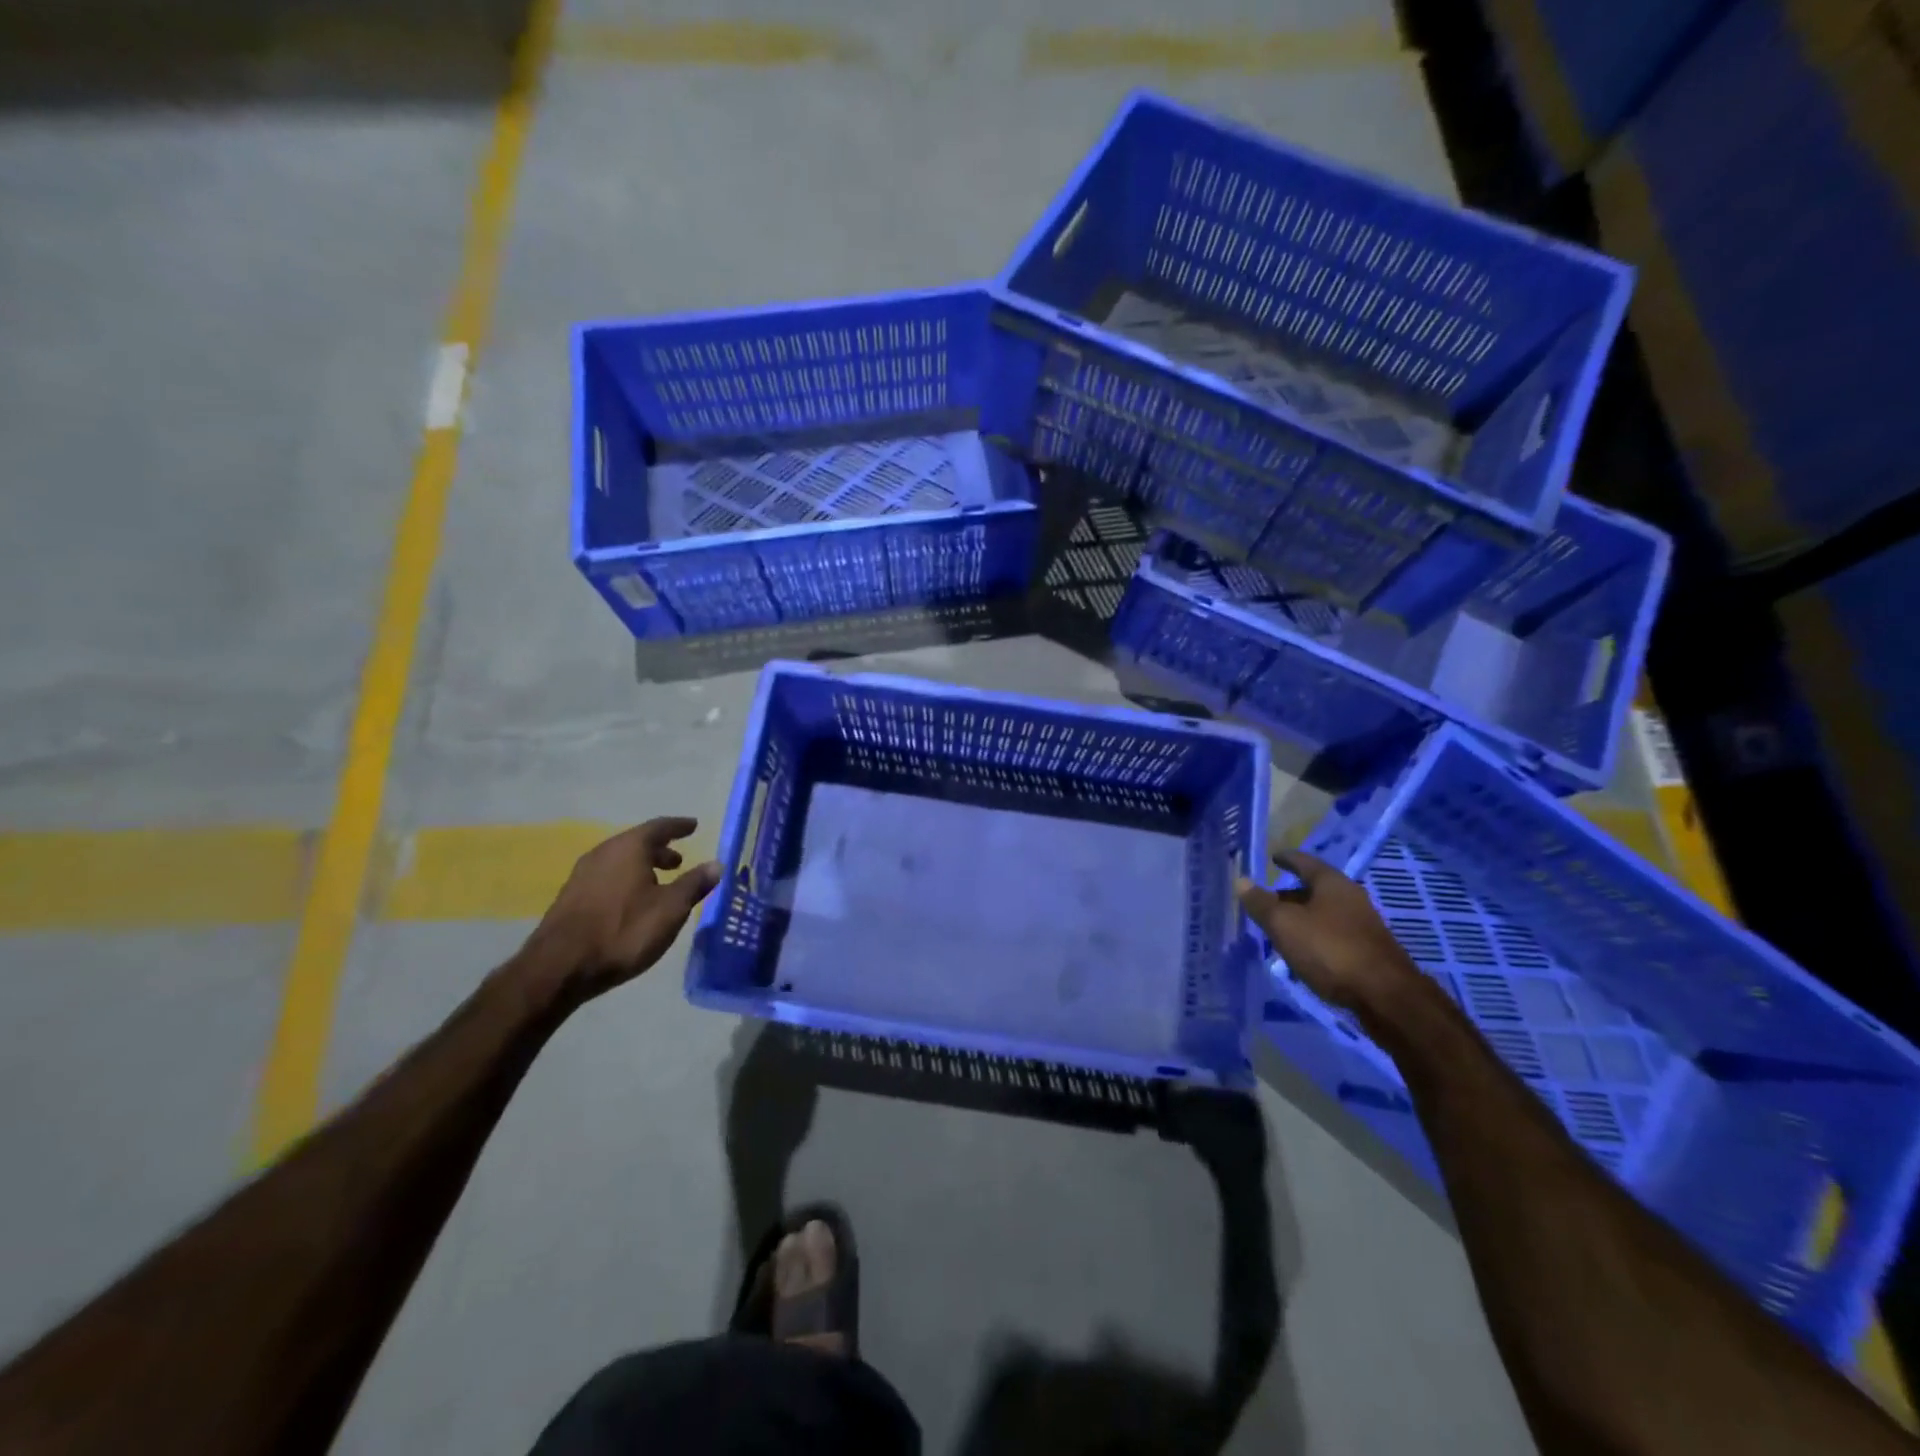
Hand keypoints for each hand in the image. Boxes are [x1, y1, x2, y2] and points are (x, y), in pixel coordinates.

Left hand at [522, 818, 722, 1005]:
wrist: (559, 967)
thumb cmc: (623, 931)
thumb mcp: (670, 909)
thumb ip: (694, 884)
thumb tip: (717, 864)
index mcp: (629, 848)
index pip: (659, 827)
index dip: (679, 826)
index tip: (693, 825)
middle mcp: (603, 853)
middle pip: (636, 843)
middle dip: (660, 849)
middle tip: (679, 860)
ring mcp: (583, 875)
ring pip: (620, 861)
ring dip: (642, 867)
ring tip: (659, 882)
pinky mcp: (571, 897)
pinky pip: (607, 877)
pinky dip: (626, 880)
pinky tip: (632, 901)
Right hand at [1236, 849, 1422, 1014]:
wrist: (1386, 996)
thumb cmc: (1330, 950)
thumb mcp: (1284, 925)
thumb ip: (1261, 903)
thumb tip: (1241, 881)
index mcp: (1332, 883)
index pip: (1304, 862)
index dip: (1287, 859)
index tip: (1274, 857)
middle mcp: (1351, 897)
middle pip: (1316, 889)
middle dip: (1291, 894)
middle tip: (1268, 901)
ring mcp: (1363, 925)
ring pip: (1325, 913)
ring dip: (1304, 917)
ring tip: (1281, 928)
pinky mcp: (1369, 950)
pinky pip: (1334, 934)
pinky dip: (1316, 936)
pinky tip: (1305, 951)